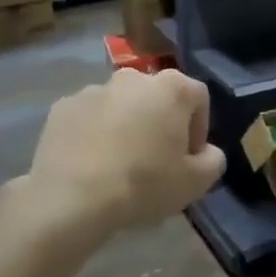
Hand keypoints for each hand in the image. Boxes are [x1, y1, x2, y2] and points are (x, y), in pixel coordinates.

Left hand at [16, 70, 224, 237]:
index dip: (199, 129)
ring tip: (118, 165)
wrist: (72, 199)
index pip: (198, 98)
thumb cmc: (144, 183)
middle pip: (157, 98)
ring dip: (126, 126)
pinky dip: (94, 133)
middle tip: (155, 161)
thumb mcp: (196, 182)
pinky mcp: (62, 107)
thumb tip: (206, 152)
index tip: (188, 159)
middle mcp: (133, 77)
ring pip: (121, 106)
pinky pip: (88, 118)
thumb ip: (213, 160)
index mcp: (171, 87)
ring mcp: (94, 89)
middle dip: (160, 123)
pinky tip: (91, 164)